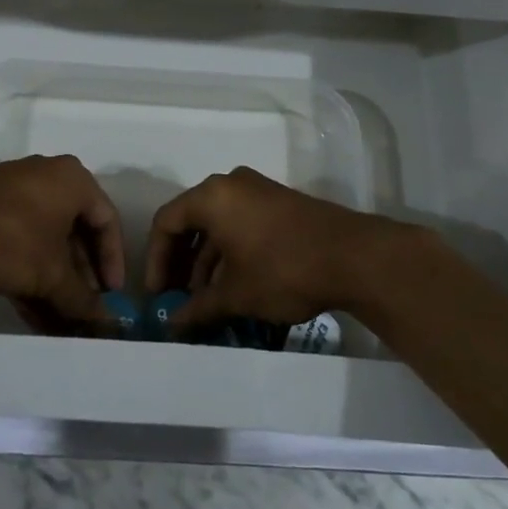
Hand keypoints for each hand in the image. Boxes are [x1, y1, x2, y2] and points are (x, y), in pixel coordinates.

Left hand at [0, 155, 124, 329]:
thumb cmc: (9, 237)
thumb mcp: (50, 273)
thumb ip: (81, 298)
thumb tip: (106, 322)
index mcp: (73, 181)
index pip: (107, 220)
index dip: (113, 260)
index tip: (111, 296)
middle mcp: (50, 179)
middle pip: (77, 233)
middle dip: (81, 278)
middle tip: (85, 311)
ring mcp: (19, 193)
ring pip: (48, 242)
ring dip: (56, 283)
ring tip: (60, 323)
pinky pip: (24, 242)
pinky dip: (32, 274)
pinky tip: (33, 314)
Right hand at [144, 166, 392, 335]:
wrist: (351, 256)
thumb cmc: (281, 269)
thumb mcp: (235, 294)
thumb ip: (198, 307)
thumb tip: (173, 324)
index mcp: (212, 196)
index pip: (167, 222)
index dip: (156, 260)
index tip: (157, 295)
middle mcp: (230, 184)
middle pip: (191, 220)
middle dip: (180, 262)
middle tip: (176, 298)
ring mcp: (257, 191)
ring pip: (217, 224)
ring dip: (206, 260)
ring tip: (205, 300)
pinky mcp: (278, 203)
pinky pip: (240, 223)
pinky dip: (229, 251)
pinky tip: (233, 285)